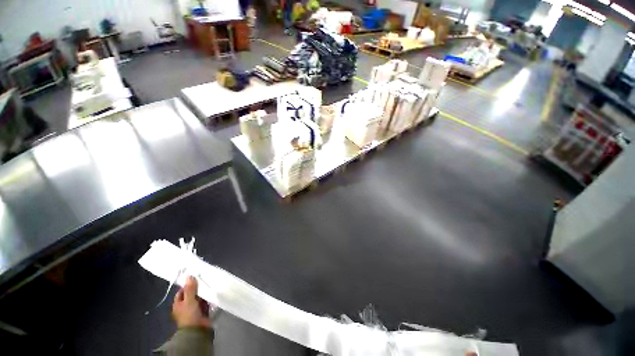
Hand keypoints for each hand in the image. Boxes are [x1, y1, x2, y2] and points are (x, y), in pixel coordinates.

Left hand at [172, 276, 211, 328]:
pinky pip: (205, 301)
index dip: (187, 285)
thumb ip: (190, 288)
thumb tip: (188, 275)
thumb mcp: (188, 300)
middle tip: (205, 279)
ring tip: (211, 283)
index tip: (195, 278)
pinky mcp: (202, 311)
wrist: (197, 329)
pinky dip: (208, 297)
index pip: (181, 291)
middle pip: (191, 294)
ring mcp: (194, 309)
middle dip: (197, 288)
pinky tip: (213, 291)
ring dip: (204, 292)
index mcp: (178, 304)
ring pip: (199, 297)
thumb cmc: (189, 314)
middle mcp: (185, 306)